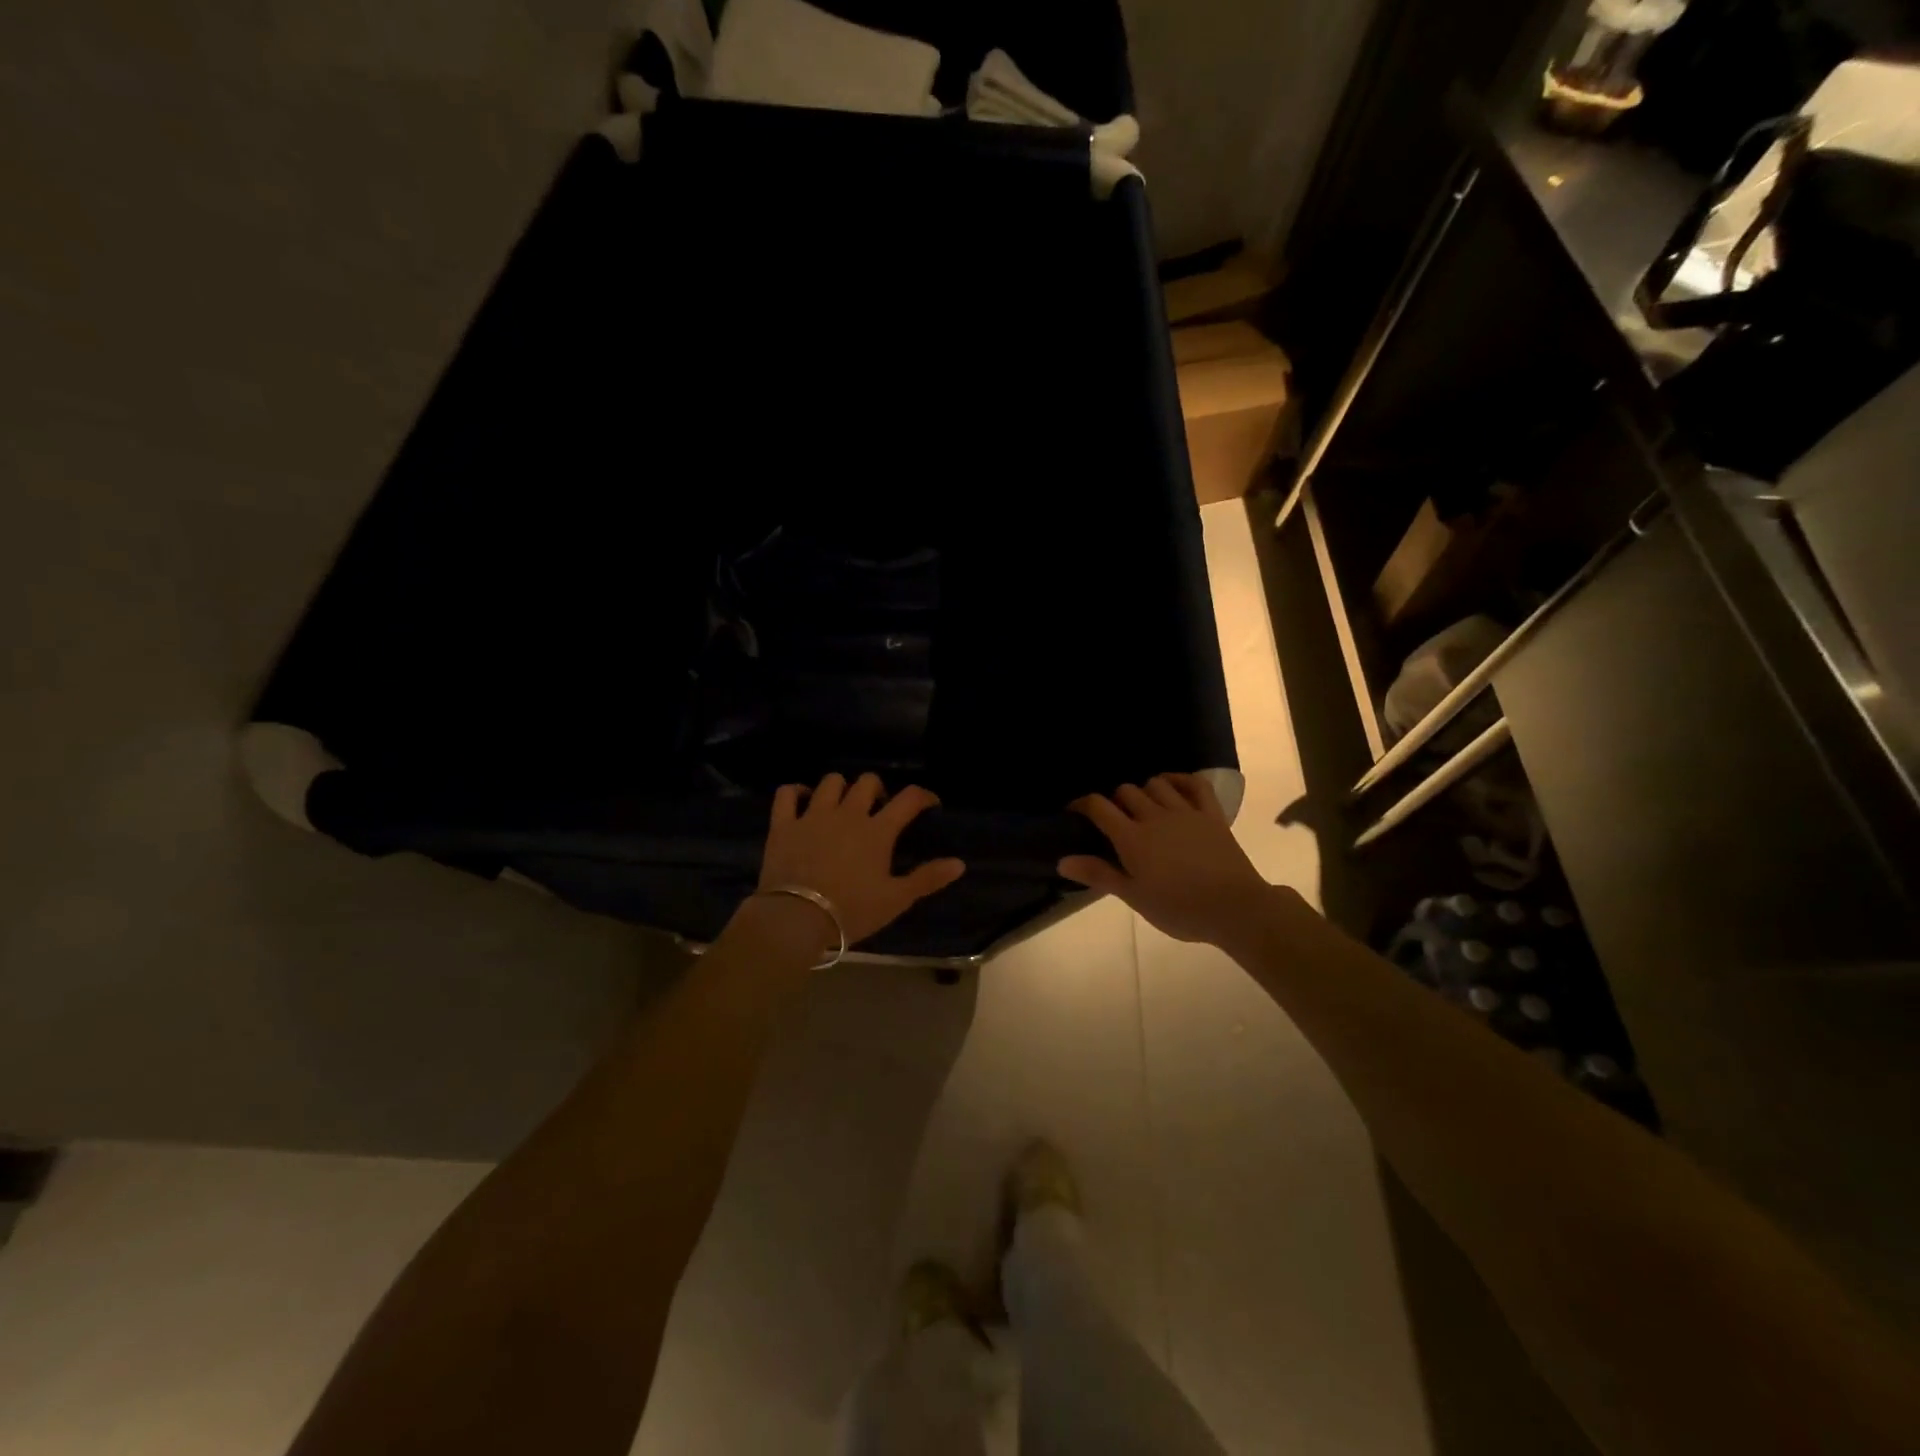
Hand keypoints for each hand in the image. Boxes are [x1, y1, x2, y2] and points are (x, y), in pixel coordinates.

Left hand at [757, 773, 965, 945]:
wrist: (796, 918)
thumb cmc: (851, 910)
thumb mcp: (896, 899)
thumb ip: (928, 879)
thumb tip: (960, 863)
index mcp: (878, 830)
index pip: (908, 799)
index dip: (923, 796)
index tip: (929, 804)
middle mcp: (848, 813)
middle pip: (868, 782)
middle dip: (878, 789)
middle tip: (879, 808)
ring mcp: (813, 815)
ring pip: (831, 781)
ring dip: (841, 787)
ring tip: (843, 804)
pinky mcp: (784, 824)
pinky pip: (787, 793)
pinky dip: (796, 791)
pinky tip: (803, 799)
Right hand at [1060, 773, 1272, 944]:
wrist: (1234, 908)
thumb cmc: (1179, 909)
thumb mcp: (1134, 897)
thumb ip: (1099, 874)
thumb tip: (1062, 861)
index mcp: (1132, 838)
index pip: (1098, 807)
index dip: (1082, 804)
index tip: (1075, 812)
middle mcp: (1155, 816)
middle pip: (1125, 791)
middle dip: (1114, 800)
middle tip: (1113, 819)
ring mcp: (1185, 812)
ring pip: (1156, 784)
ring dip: (1144, 790)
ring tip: (1142, 807)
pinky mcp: (1211, 814)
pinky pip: (1195, 784)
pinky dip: (1180, 780)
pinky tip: (1172, 786)